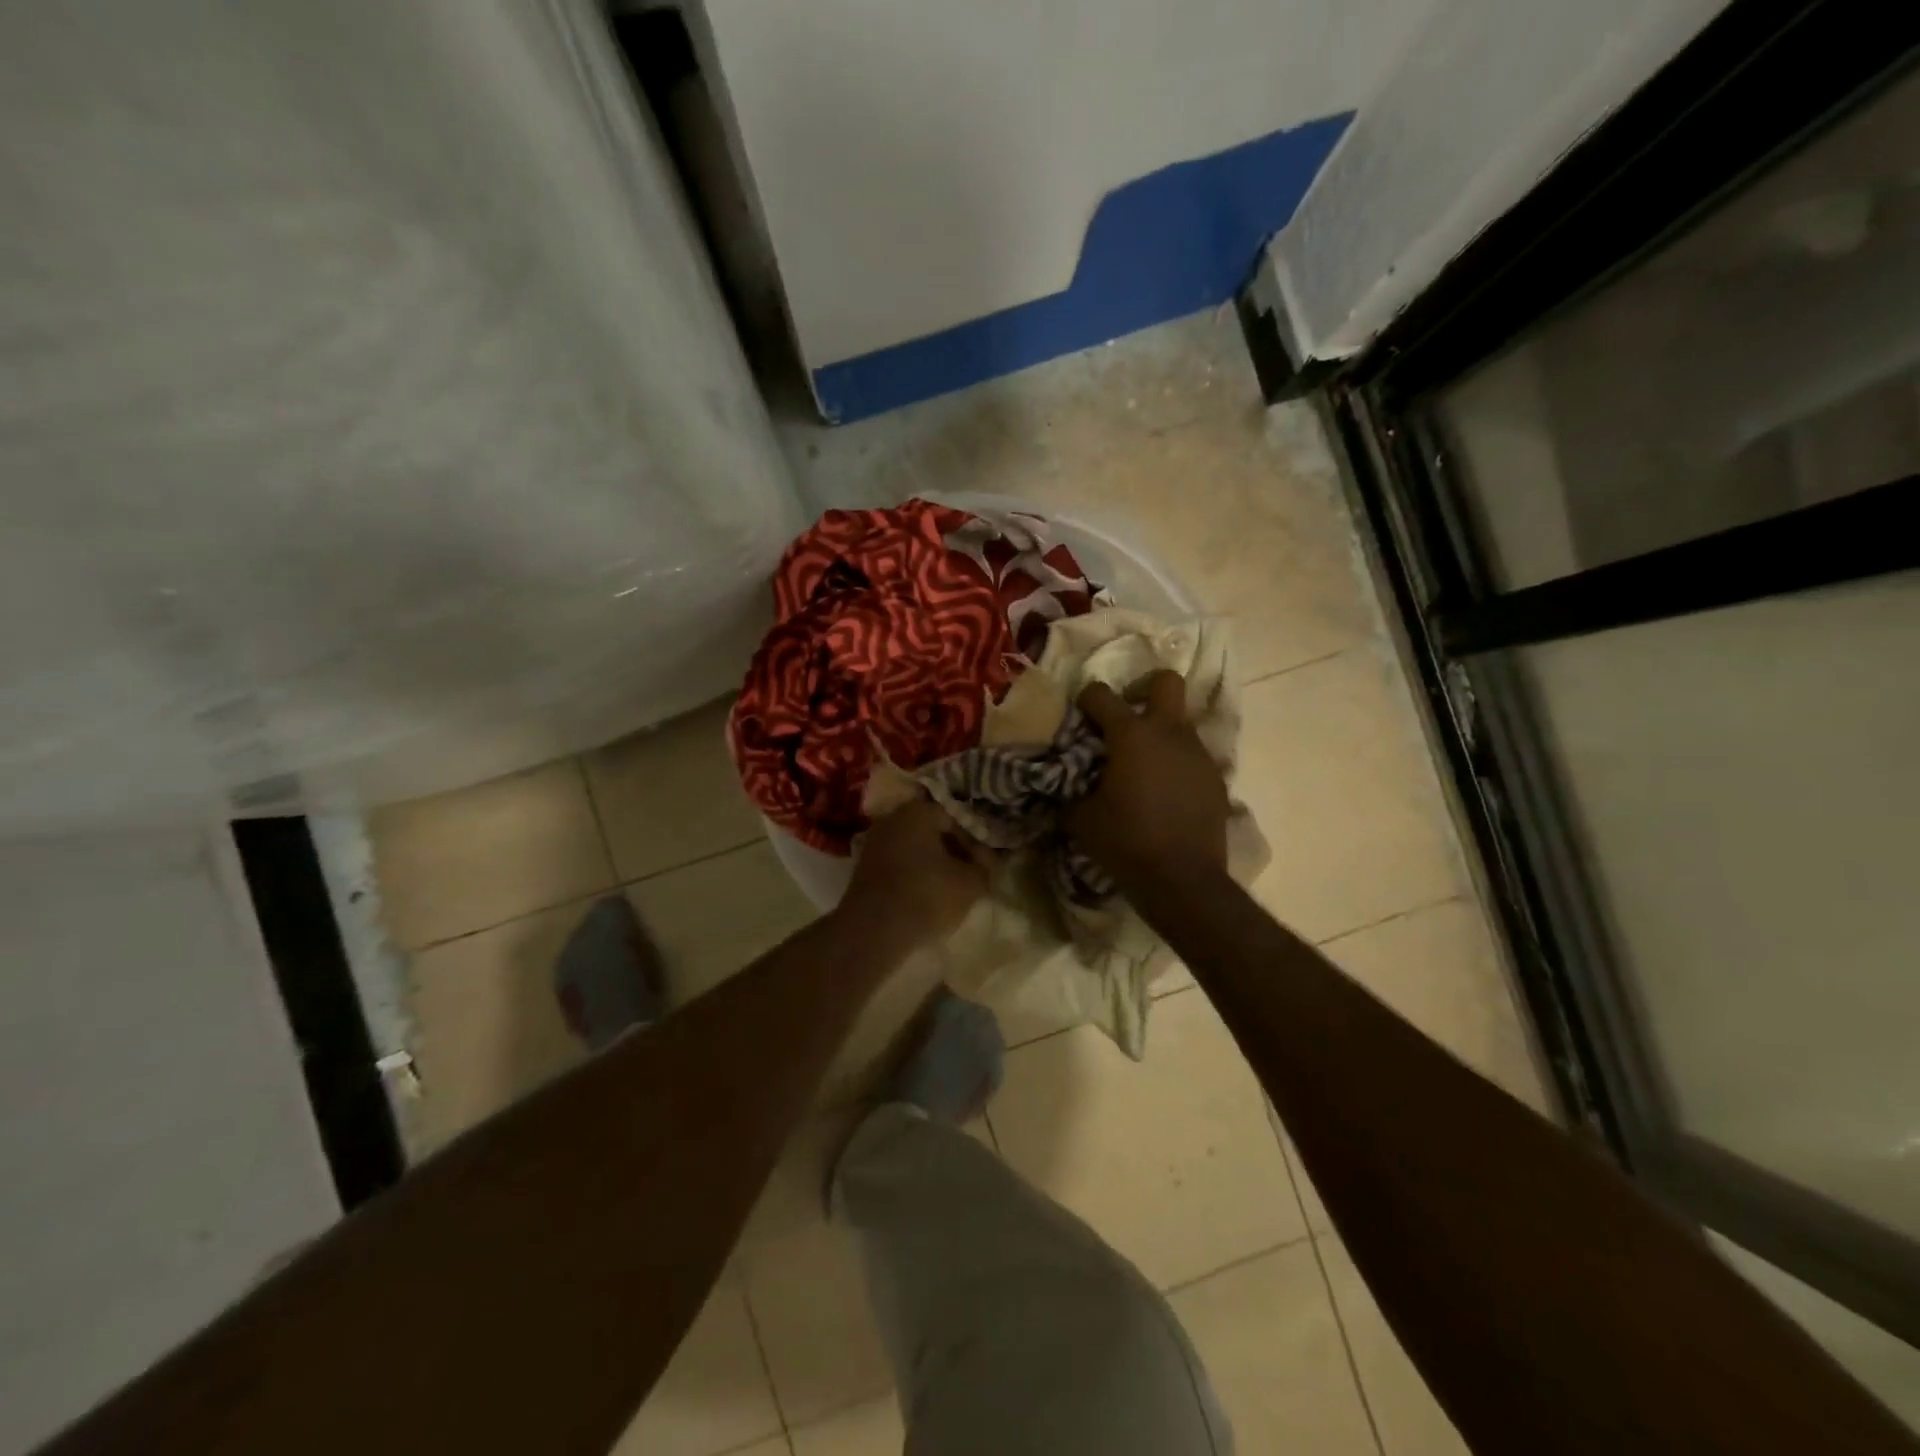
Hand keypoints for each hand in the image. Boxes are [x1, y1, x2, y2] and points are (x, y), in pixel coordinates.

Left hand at [840, 796, 994, 947]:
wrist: (873, 931)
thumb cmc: (927, 895)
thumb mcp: (970, 883)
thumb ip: (985, 866)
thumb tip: (986, 861)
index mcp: (918, 811)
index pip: (956, 818)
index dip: (974, 841)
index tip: (984, 865)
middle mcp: (892, 819)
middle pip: (933, 832)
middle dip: (953, 852)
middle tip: (970, 876)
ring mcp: (874, 843)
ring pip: (915, 849)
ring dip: (934, 866)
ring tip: (951, 890)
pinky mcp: (864, 869)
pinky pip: (899, 866)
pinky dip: (914, 877)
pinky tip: (926, 898)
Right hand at [1067, 670, 1230, 891]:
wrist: (1183, 880)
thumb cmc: (1126, 842)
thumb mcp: (1081, 819)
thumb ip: (1068, 795)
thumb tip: (1058, 790)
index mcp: (1132, 735)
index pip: (1102, 694)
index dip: (1085, 700)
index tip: (1079, 718)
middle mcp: (1169, 733)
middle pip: (1166, 682)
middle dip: (1143, 688)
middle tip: (1126, 716)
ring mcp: (1198, 754)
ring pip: (1180, 723)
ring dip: (1159, 734)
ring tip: (1142, 767)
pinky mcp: (1216, 778)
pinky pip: (1192, 756)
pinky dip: (1176, 763)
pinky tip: (1164, 793)